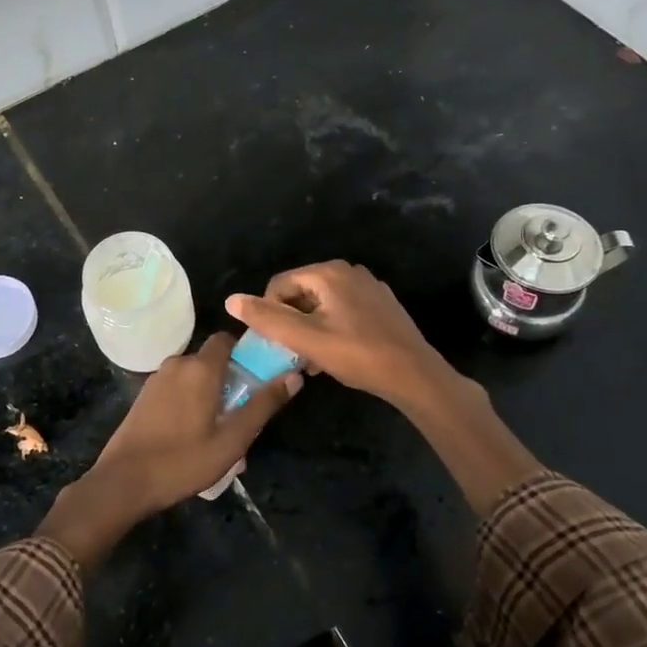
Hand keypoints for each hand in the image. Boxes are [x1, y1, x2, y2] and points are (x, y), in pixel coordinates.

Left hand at [36, 333, 300, 569]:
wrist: (123, 482)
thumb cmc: (182, 462)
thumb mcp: (232, 440)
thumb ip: (263, 405)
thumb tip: (294, 376)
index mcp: (200, 368)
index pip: (227, 339)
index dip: (246, 352)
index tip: (261, 375)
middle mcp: (177, 363)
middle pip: (212, 359)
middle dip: (230, 379)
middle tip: (243, 414)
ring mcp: (156, 379)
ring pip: (193, 376)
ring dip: (210, 393)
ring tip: (221, 429)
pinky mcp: (144, 396)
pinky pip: (177, 388)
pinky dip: (190, 400)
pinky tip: (194, 433)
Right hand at [226, 260, 453, 408]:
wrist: (414, 375)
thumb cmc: (358, 355)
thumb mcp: (306, 339)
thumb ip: (267, 319)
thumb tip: (231, 300)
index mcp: (329, 273)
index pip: (279, 285)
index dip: (270, 314)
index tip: (275, 344)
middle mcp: (349, 271)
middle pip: (301, 293)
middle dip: (291, 322)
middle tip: (294, 354)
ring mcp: (368, 287)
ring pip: (321, 304)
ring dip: (309, 329)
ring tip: (312, 360)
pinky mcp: (381, 305)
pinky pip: (343, 310)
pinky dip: (331, 328)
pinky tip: (335, 355)